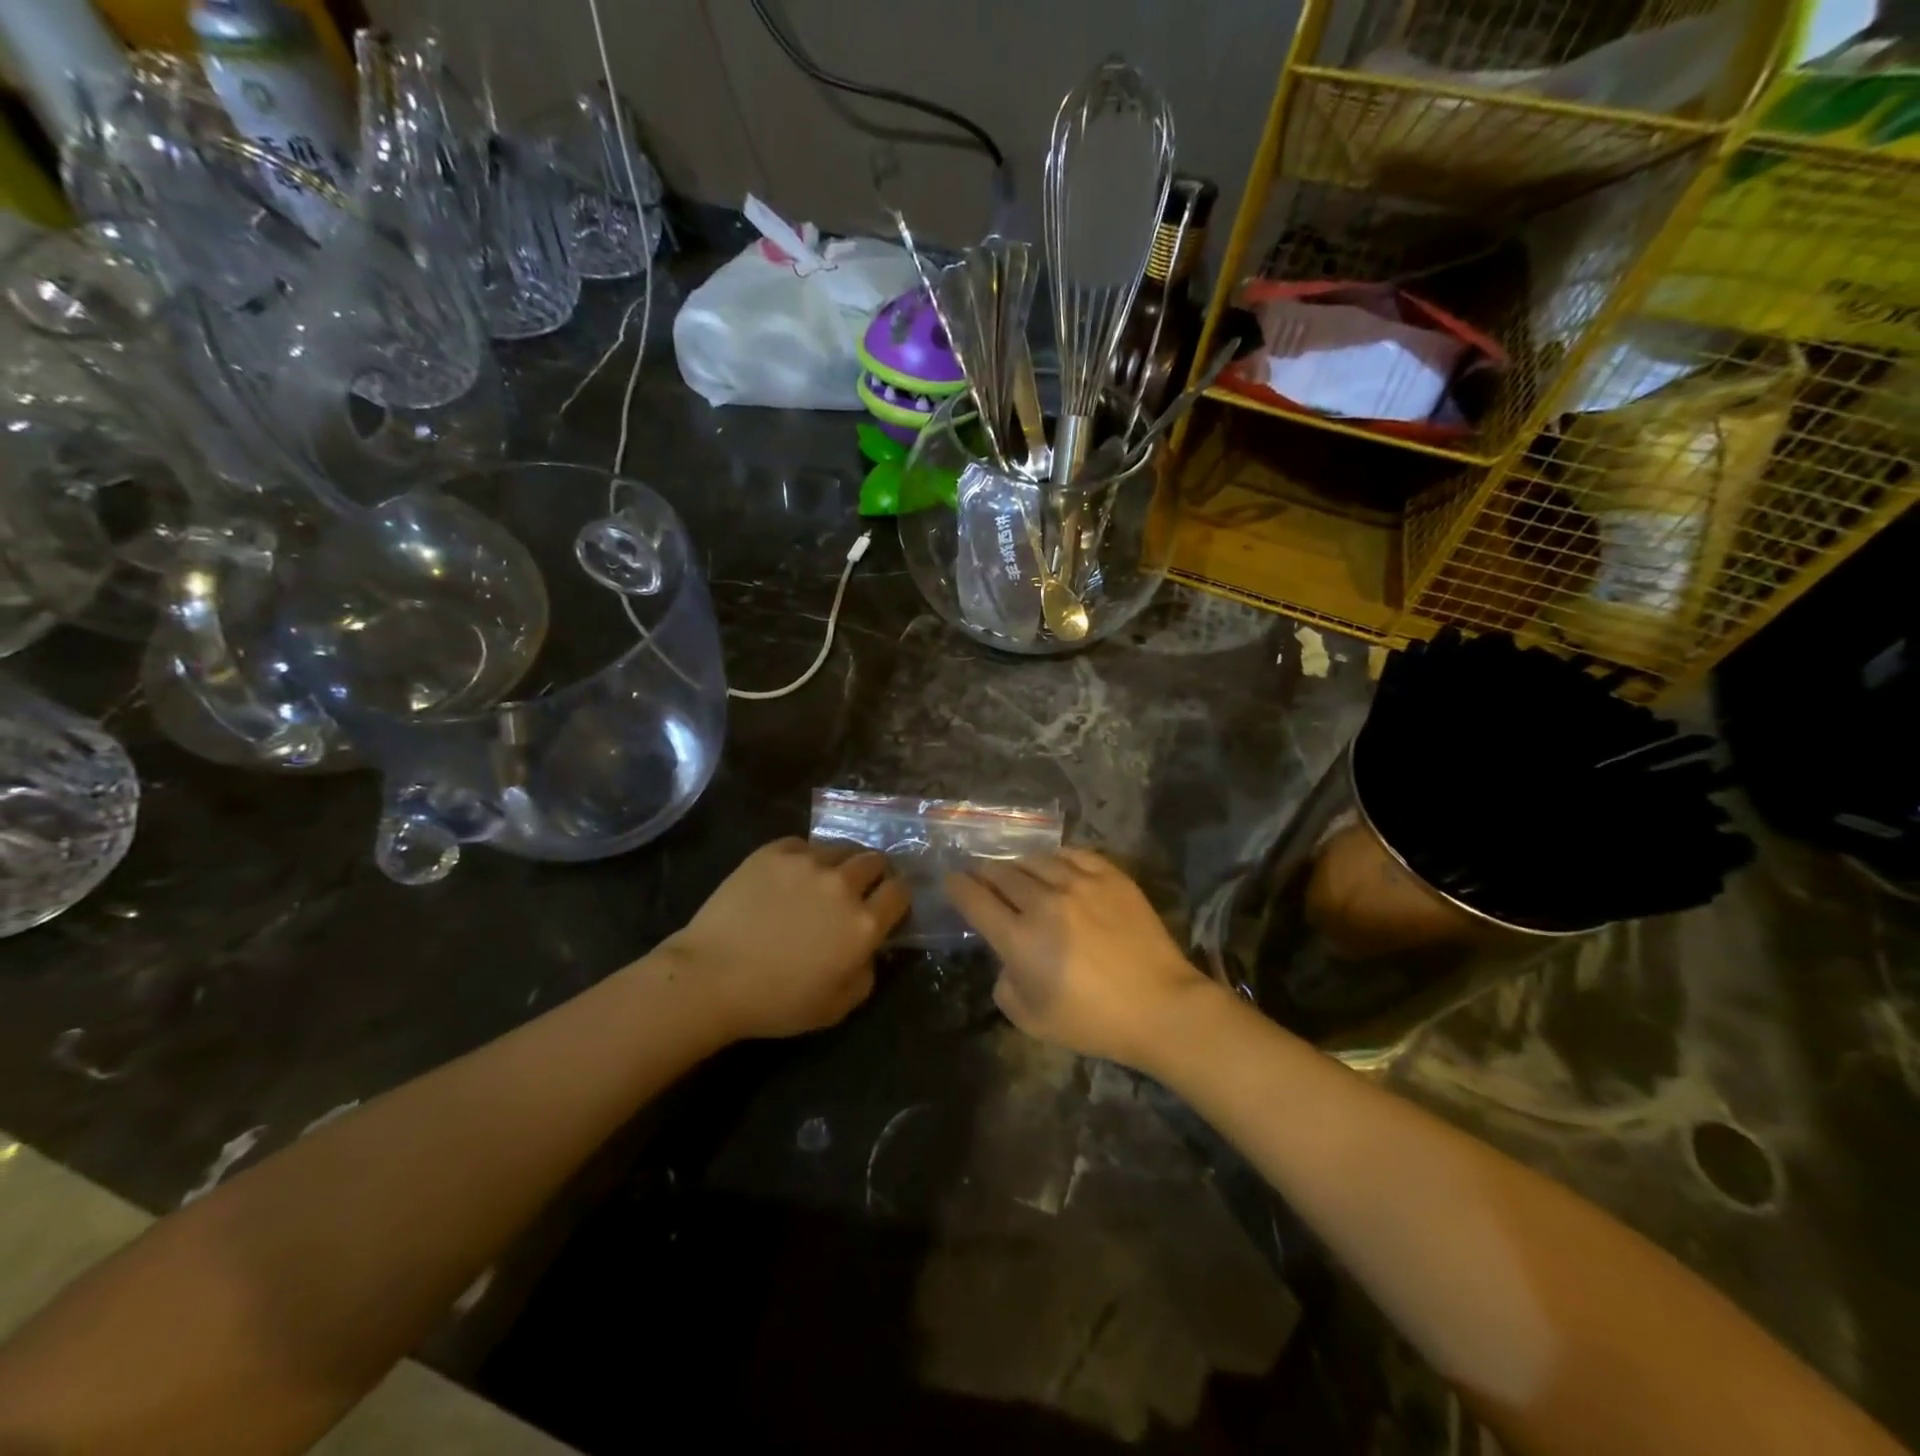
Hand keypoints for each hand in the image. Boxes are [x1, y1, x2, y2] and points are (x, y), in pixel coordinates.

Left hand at [666, 838, 910, 1041]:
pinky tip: (787, 878)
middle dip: (872, 874)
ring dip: (839, 864)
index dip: (897, 897)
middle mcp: (843, 884)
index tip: (886, 905)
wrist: (710, 977)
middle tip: (856, 891)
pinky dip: (804, 858)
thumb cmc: (775, 1001)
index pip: (900, 892)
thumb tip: (870, 949)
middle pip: (875, 861)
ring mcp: (808, 862)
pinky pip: (803, 845)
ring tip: (820, 881)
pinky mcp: (775, 851)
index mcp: (864, 923)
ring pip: (840, 849)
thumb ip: (867, 974)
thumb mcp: (836, 1007)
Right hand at [945, 848, 1213, 1067]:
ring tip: (1016, 870)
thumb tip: (1007, 957)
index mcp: (1019, 939)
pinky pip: (1073, 854)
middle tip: (980, 875)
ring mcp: (1079, 884)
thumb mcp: (1031, 1019)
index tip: (951, 880)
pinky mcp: (1110, 877)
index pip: (976, 900)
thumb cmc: (1093, 1021)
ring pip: (1035, 860)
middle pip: (1002, 874)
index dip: (958, 887)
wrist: (1159, 1006)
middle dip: (984, 873)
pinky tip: (1054, 864)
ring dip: (1018, 865)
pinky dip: (1056, 857)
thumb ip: (1004, 984)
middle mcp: (1043, 902)